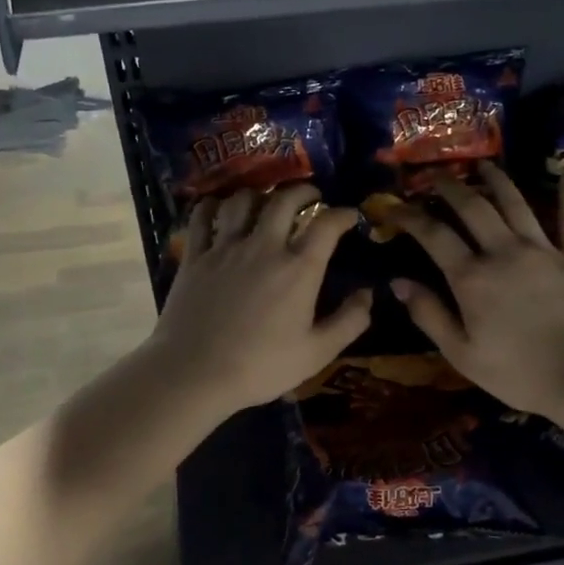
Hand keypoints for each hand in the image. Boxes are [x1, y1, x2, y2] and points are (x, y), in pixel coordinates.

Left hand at [146, 184, 370, 416]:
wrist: (194, 373)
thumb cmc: (261, 366)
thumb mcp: (317, 353)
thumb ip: (350, 321)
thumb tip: (369, 294)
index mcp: (298, 268)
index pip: (327, 224)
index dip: (343, 214)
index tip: (350, 216)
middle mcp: (264, 246)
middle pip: (285, 199)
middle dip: (304, 191)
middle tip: (312, 197)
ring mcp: (225, 248)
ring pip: (243, 200)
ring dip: (260, 194)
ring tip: (267, 202)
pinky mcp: (195, 256)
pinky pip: (202, 216)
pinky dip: (213, 205)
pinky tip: (220, 209)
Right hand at [386, 167, 563, 420]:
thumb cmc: (519, 373)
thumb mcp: (462, 354)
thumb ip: (429, 315)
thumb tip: (398, 282)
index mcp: (472, 277)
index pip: (433, 235)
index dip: (410, 216)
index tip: (395, 206)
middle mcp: (504, 251)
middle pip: (473, 207)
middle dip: (451, 187)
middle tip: (437, 177)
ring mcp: (543, 249)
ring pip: (515, 203)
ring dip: (497, 180)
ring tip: (484, 165)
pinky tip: (563, 176)